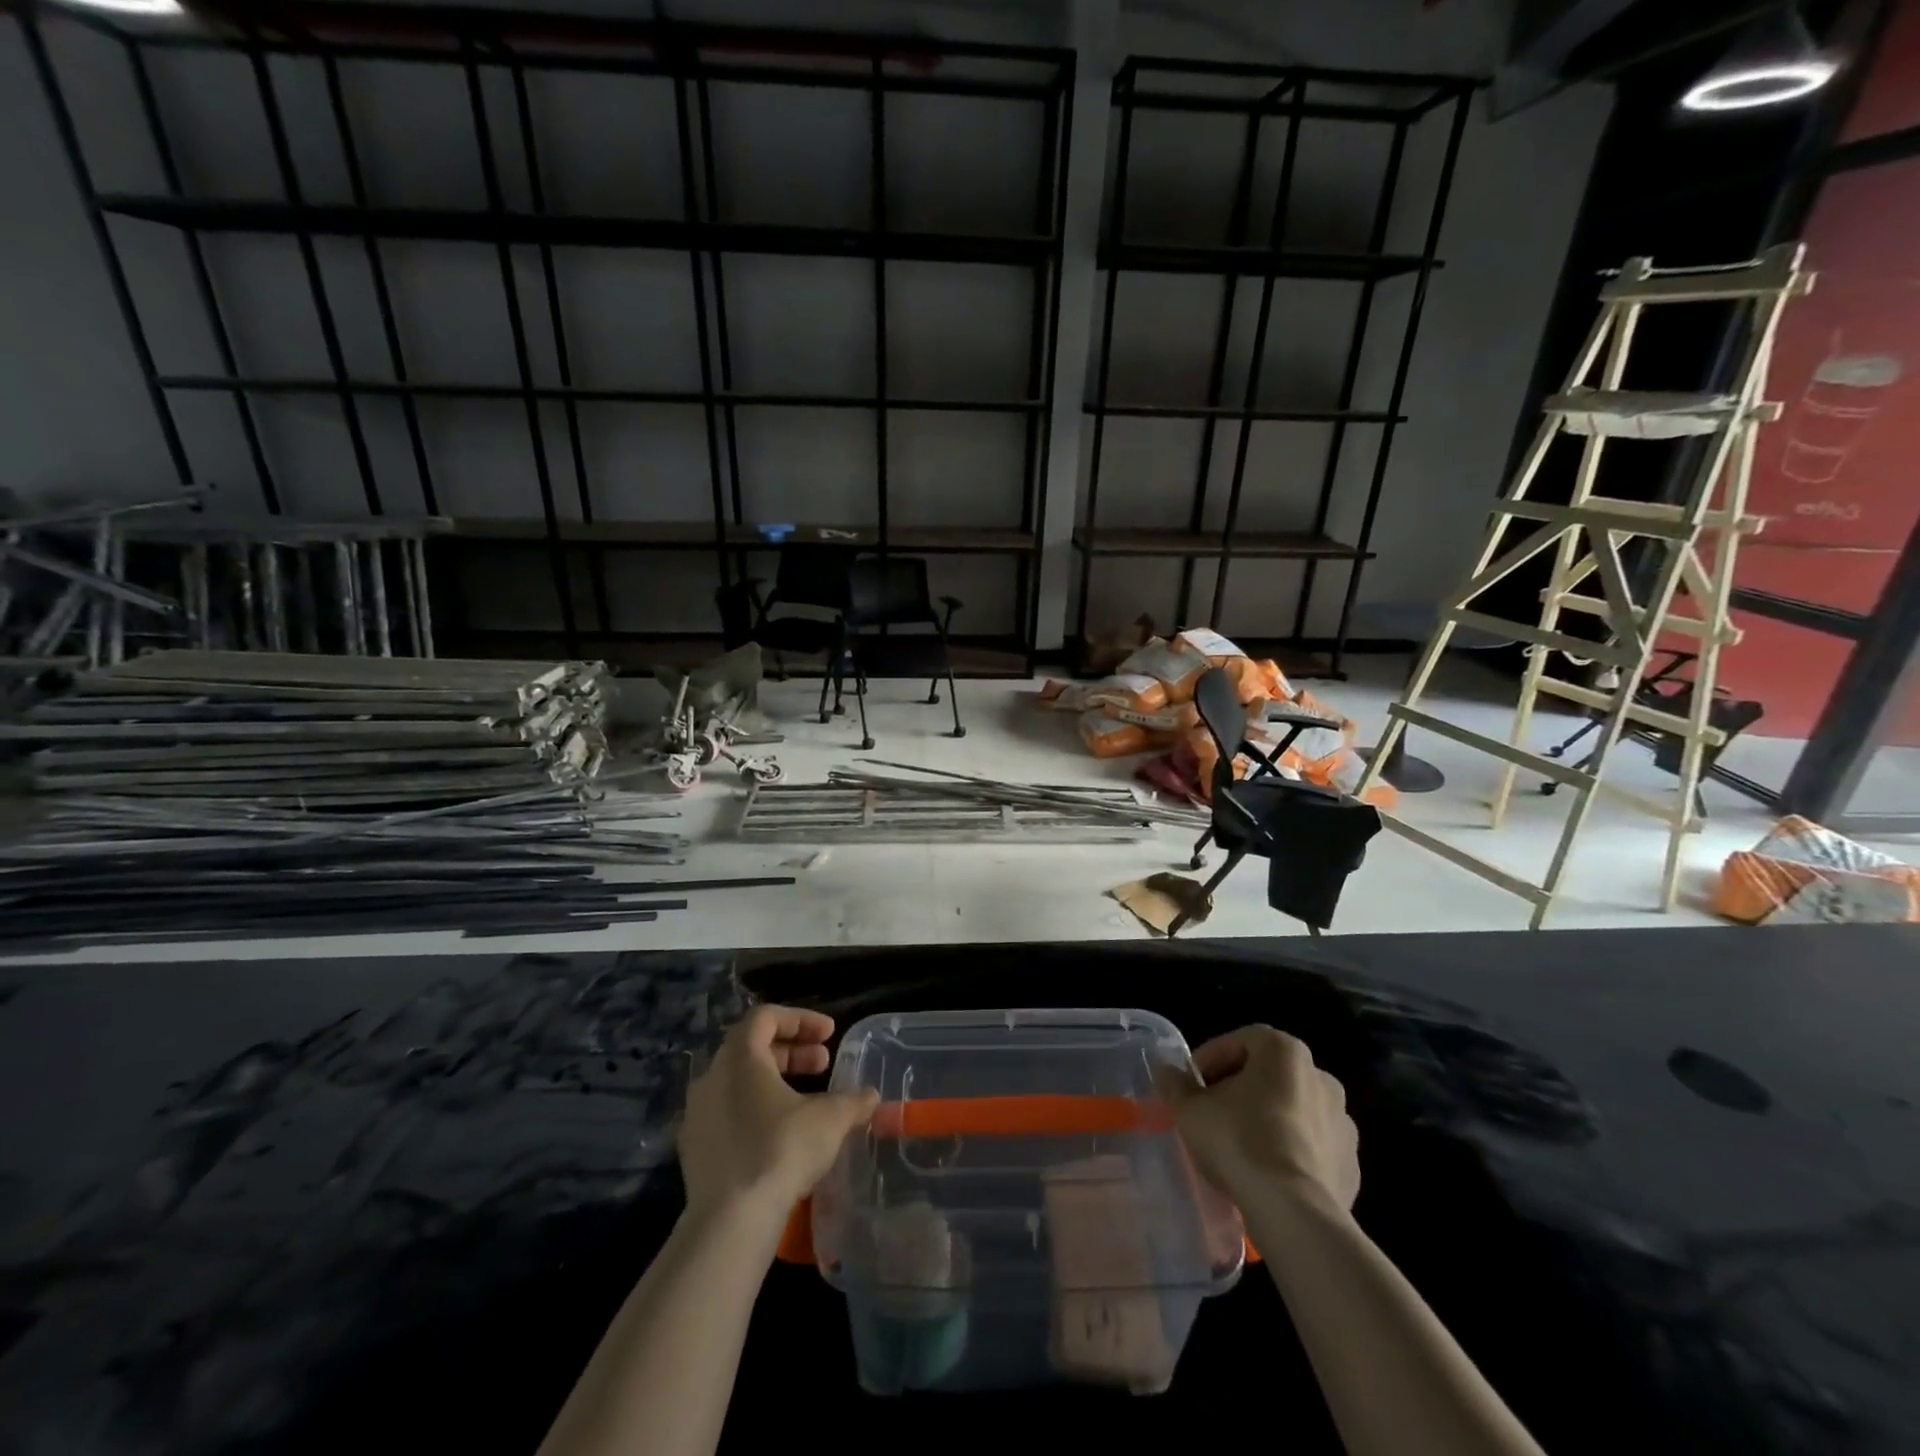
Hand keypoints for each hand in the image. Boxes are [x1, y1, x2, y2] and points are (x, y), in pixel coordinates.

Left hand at [678, 1005, 878, 1228]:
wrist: (730, 1221)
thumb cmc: (781, 1149)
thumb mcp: (830, 1119)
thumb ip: (853, 1101)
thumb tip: (872, 1096)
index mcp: (740, 1057)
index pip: (766, 1017)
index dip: (801, 1020)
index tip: (829, 1035)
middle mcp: (712, 1076)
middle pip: (751, 1046)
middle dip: (791, 1051)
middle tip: (823, 1064)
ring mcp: (698, 1114)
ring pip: (738, 1081)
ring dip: (774, 1082)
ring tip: (806, 1100)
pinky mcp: (693, 1149)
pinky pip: (727, 1113)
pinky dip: (755, 1110)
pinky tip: (780, 1134)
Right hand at [1158, 1025, 1359, 1213]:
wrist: (1294, 1212)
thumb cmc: (1239, 1140)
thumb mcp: (1191, 1109)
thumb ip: (1177, 1085)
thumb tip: (1167, 1073)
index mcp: (1285, 1051)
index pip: (1240, 1040)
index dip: (1210, 1059)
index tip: (1191, 1083)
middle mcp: (1320, 1076)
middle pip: (1268, 1074)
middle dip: (1239, 1089)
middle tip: (1211, 1112)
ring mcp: (1342, 1122)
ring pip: (1293, 1110)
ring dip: (1267, 1119)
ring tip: (1239, 1147)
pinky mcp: (1352, 1164)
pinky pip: (1311, 1147)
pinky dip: (1290, 1151)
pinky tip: (1267, 1174)